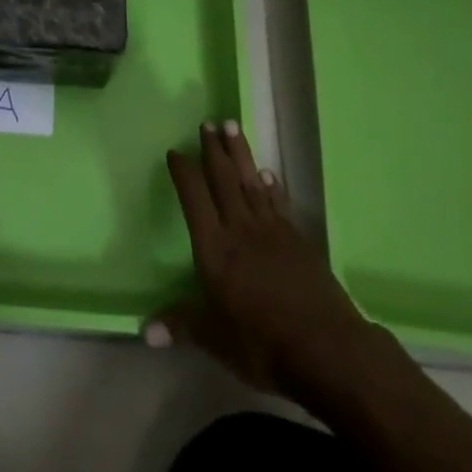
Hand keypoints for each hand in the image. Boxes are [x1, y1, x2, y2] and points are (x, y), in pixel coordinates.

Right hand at [150, 121, 376, 395]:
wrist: (327, 349)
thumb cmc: (263, 344)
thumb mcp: (215, 339)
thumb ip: (181, 325)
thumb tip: (144, 330)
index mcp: (214, 247)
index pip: (194, 198)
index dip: (184, 173)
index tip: (175, 152)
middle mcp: (240, 228)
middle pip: (223, 180)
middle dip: (213, 150)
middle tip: (207, 122)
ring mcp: (271, 231)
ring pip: (250, 181)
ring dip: (239, 153)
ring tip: (231, 126)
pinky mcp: (297, 240)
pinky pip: (278, 202)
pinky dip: (271, 185)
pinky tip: (267, 173)